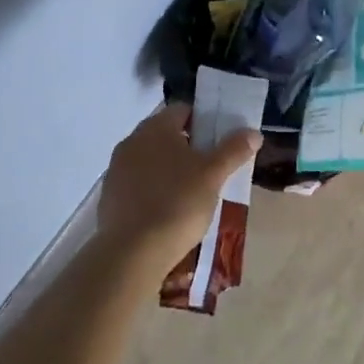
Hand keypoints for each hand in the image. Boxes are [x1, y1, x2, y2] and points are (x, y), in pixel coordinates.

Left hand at [99, 104, 260, 260]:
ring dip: (171, 168)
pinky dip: (155, 188)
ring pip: (152, 159)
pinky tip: (170, 210)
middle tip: (212, 166)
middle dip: (189, 146)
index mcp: (155, 128)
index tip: (221, 140)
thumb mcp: (213, 175)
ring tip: (194, 191)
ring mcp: (117, 170)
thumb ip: (233, 150)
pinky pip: (139, 183)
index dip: (205, 120)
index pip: (183, 110)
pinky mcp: (110, 197)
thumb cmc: (177, 203)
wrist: (132, 253)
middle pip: (166, 134)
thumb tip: (253, 132)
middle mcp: (132, 141)